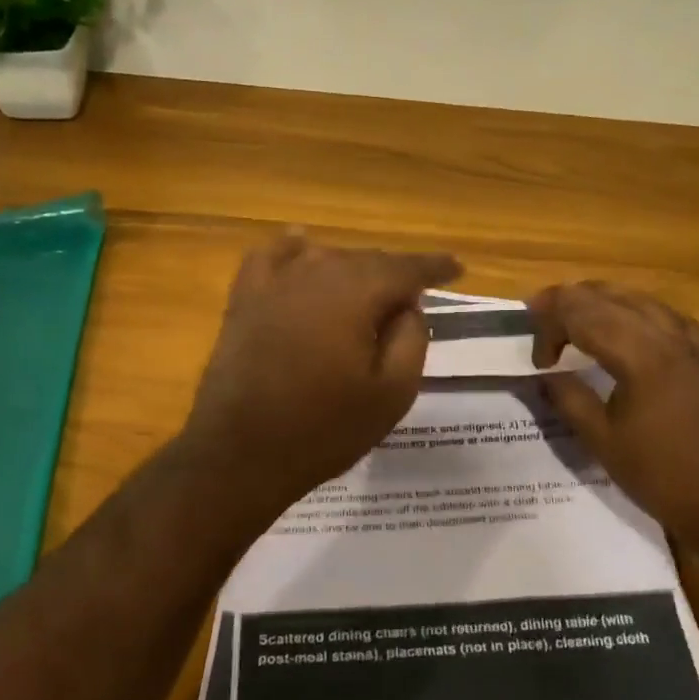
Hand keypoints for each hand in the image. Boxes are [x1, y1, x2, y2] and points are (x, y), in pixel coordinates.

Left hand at [180, 235, 460, 516]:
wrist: (240, 454)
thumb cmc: (324, 430)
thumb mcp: (391, 395)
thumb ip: (411, 340)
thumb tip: (409, 307)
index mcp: (356, 295)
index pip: (406, 268)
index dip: (435, 266)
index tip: (457, 268)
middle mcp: (316, 274)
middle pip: (366, 260)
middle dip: (394, 273)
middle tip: (415, 292)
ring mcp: (274, 284)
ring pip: (325, 257)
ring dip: (353, 269)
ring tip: (370, 289)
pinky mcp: (244, 300)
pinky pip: (270, 257)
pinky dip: (291, 249)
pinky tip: (301, 246)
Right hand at [528, 282, 698, 548]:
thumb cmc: (660, 475)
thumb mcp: (602, 441)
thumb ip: (568, 399)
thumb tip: (544, 375)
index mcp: (639, 357)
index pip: (583, 316)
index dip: (550, 327)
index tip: (536, 360)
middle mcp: (665, 337)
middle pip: (607, 298)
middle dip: (567, 301)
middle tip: (537, 316)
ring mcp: (687, 344)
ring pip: (636, 298)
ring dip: (598, 299)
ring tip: (571, 312)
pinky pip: (663, 314)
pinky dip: (634, 309)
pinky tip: (625, 322)